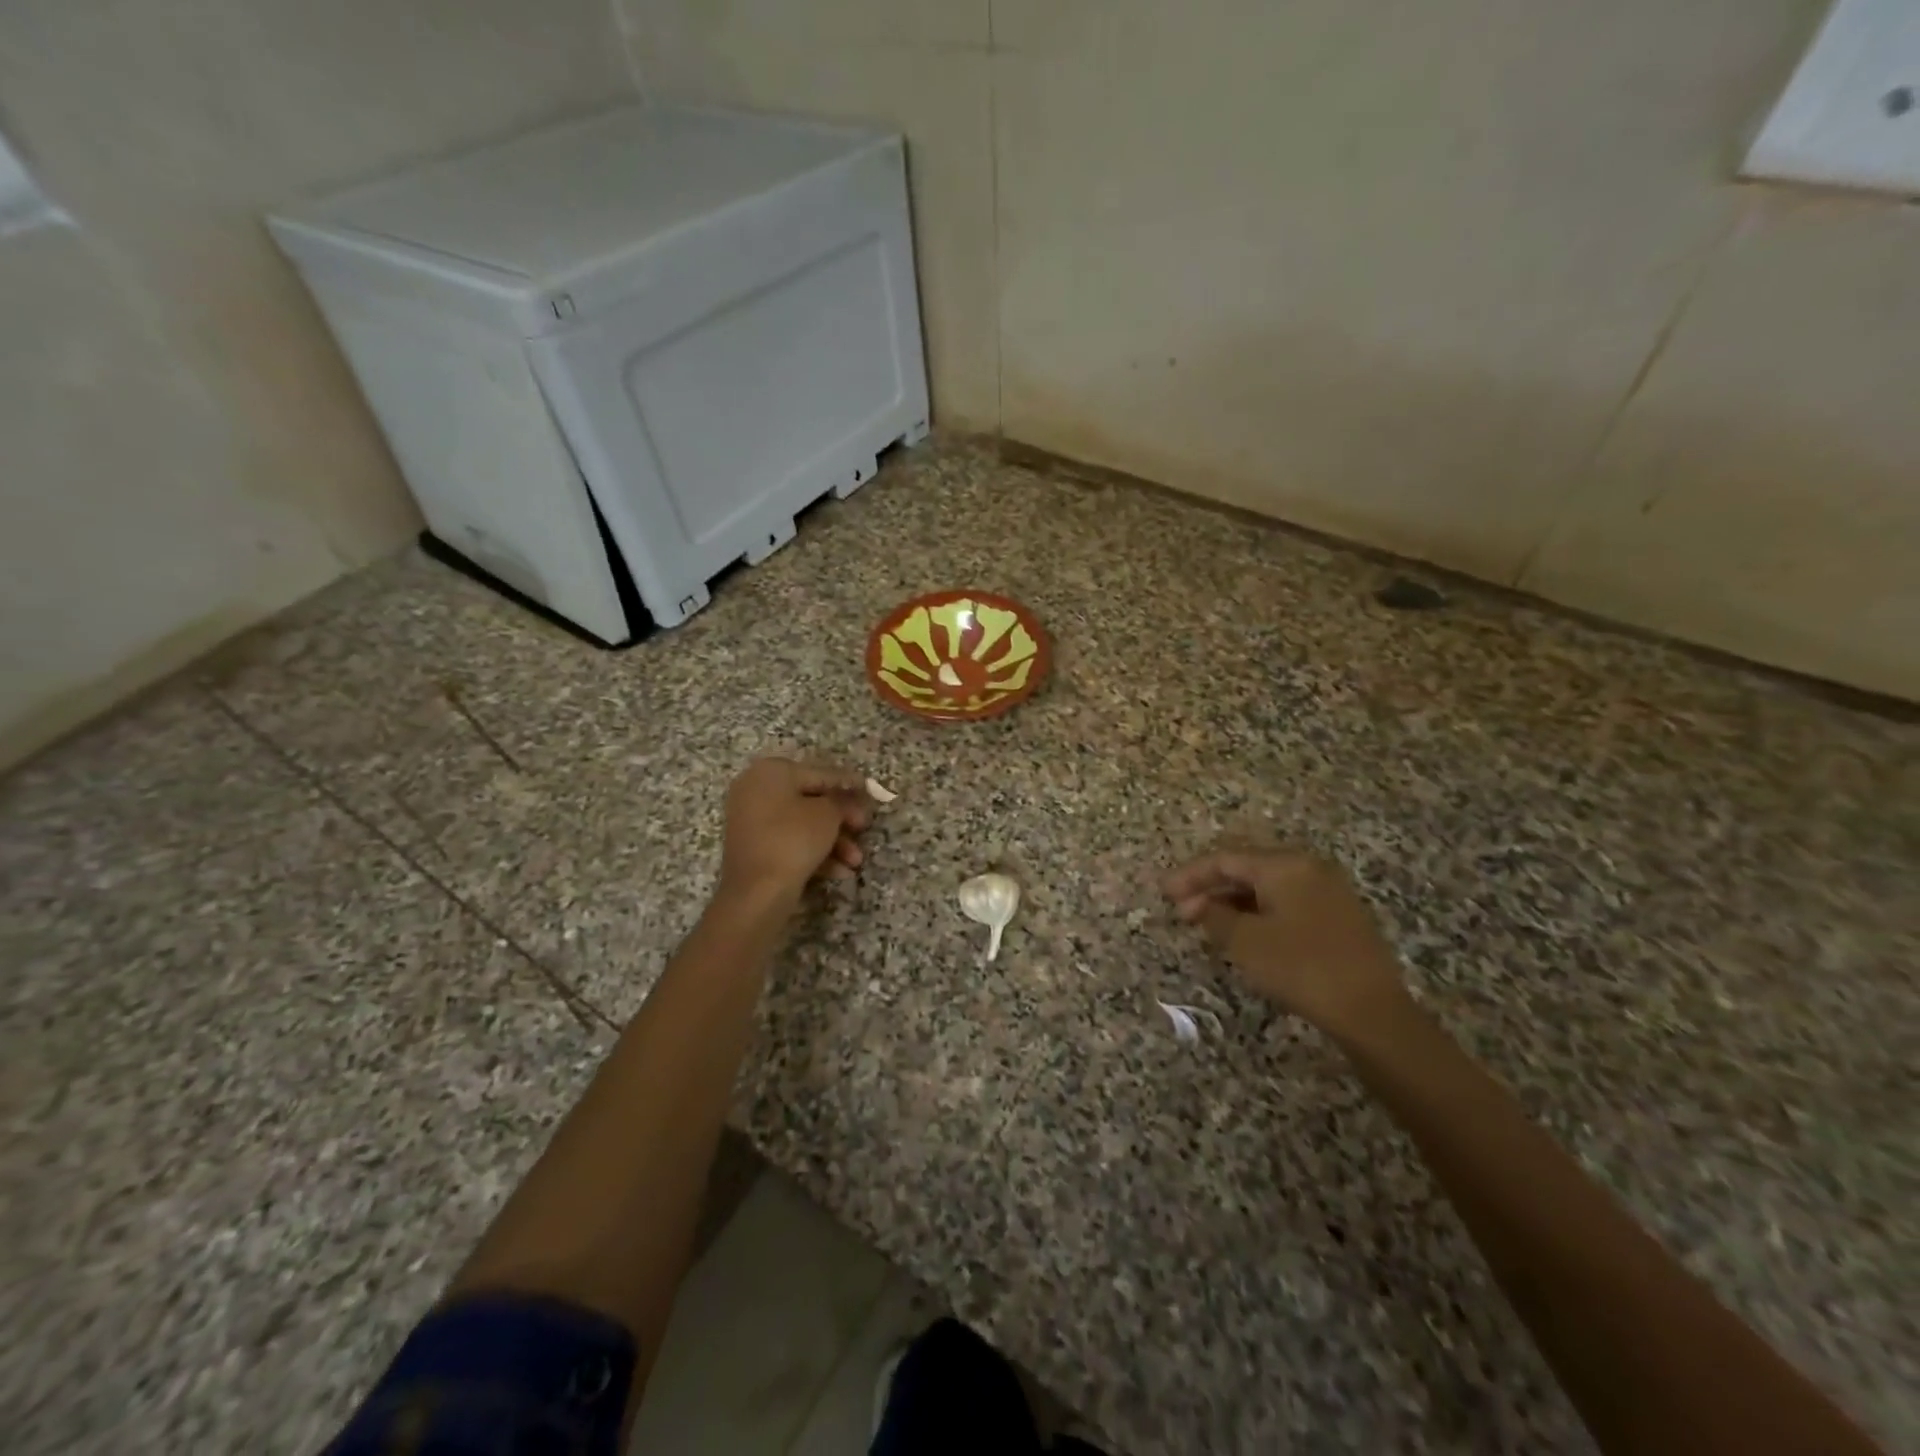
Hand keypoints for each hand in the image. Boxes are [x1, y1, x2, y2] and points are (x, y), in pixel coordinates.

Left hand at [717, 759, 870, 903]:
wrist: (756, 893)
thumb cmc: (793, 839)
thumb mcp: (827, 814)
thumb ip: (842, 800)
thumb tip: (849, 798)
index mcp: (772, 772)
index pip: (820, 773)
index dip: (848, 783)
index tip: (870, 790)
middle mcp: (756, 790)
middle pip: (811, 801)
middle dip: (842, 820)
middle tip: (864, 829)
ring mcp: (752, 821)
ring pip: (803, 826)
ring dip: (834, 842)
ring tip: (856, 861)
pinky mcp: (754, 848)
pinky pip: (790, 843)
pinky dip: (815, 854)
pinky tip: (840, 872)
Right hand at [1163, 847, 1410, 1038]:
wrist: (1372, 1012)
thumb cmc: (1300, 967)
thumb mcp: (1245, 942)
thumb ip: (1213, 916)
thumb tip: (1196, 905)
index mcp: (1285, 865)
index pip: (1226, 859)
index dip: (1190, 875)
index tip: (1163, 893)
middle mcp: (1308, 868)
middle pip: (1247, 868)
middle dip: (1210, 888)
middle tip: (1181, 912)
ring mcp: (1328, 892)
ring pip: (1267, 887)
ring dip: (1233, 902)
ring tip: (1207, 925)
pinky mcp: (1339, 917)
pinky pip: (1287, 902)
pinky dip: (1258, 912)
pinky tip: (1243, 934)